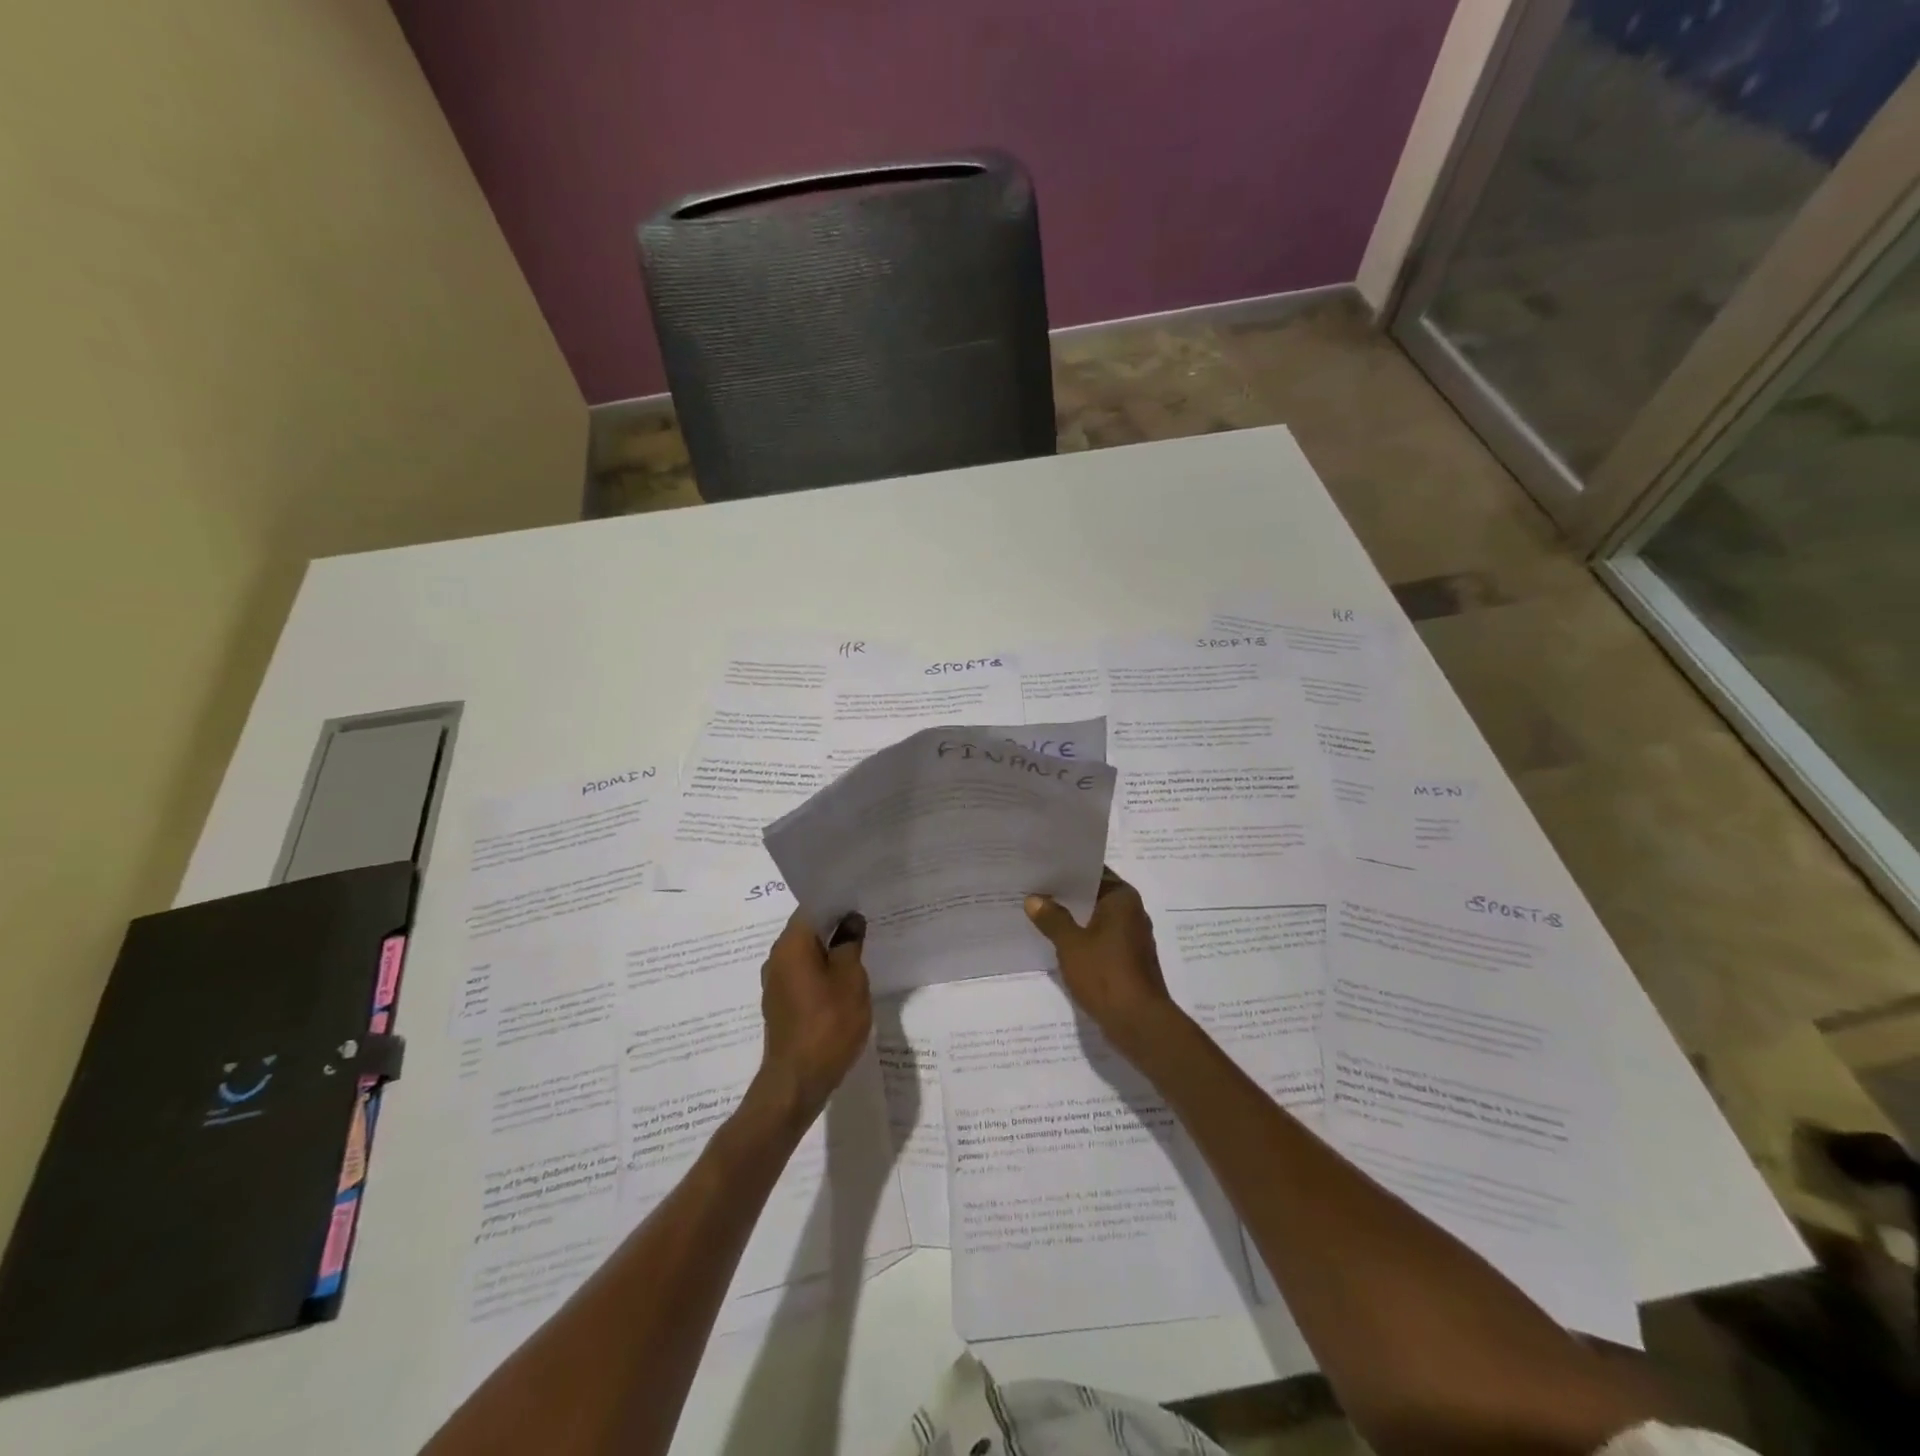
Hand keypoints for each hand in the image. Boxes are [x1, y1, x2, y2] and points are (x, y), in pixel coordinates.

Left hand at [754, 909, 871, 1125]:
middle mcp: (777, 958)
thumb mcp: (850, 980)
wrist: (797, 1081)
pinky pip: (802, 976)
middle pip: (807, 930)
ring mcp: (776, 983)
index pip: (812, 908)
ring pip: (805, 955)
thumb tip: (850, 921)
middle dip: (835, 926)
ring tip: (859, 952)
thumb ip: (850, 945)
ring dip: (829, 951)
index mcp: (791, 945)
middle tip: (866, 924)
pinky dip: (821, 972)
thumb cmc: (828, 1024)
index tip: (861, 901)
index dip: (837, 902)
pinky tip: (843, 982)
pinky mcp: (780, 1005)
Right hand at [1025, 870, 1180, 1061]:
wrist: (1139, 1023)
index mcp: (1122, 898)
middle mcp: (1131, 911)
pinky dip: (1080, 938)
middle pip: (1093, 894)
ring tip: (1037, 913)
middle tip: (1031, 888)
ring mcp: (1131, 937)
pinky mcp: (1127, 959)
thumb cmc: (1106, 974)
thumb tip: (1034, 899)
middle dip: (1065, 895)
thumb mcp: (1071, 944)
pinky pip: (1099, 939)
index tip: (1040, 866)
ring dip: (1071, 918)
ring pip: (1095, 918)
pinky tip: (1056, 941)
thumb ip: (1052, 918)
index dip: (1066, 869)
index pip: (1092, 871)